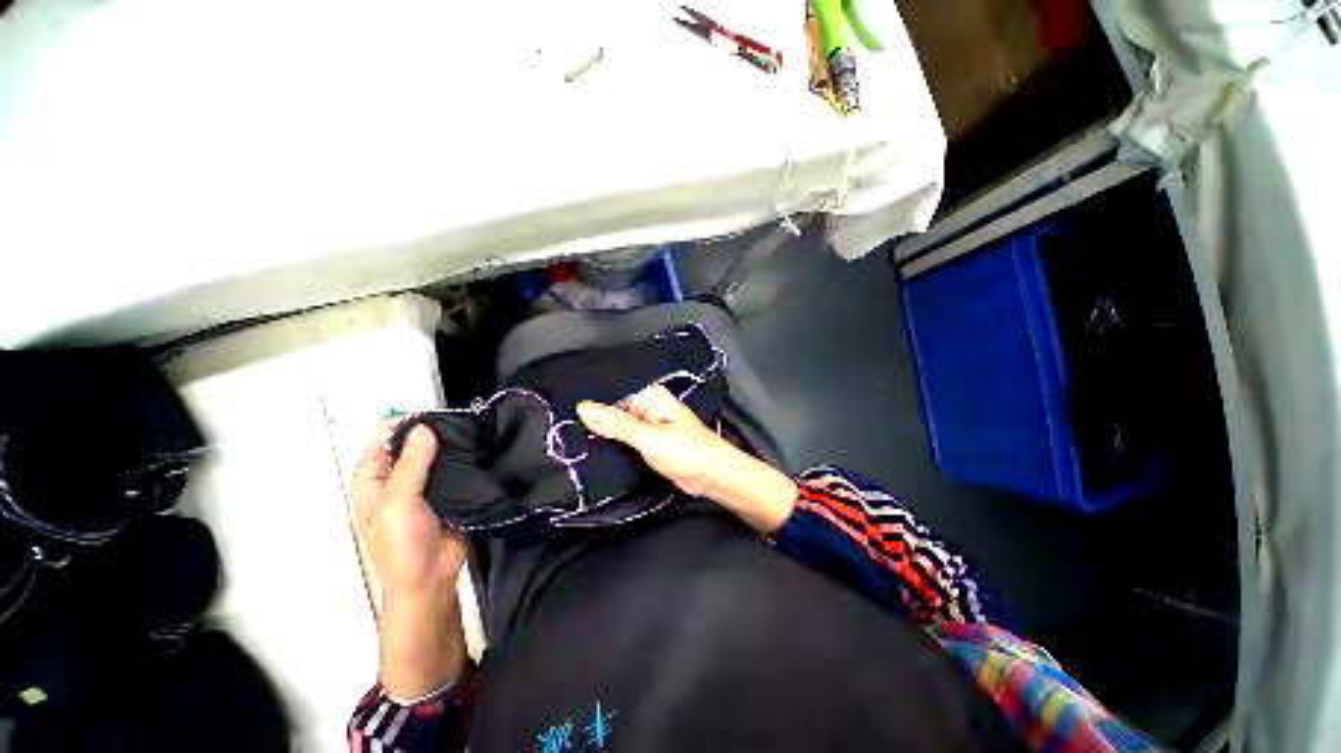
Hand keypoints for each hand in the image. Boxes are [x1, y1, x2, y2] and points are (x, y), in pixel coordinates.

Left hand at [350, 421, 468, 700]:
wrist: (429, 578)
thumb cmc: (401, 547)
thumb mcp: (399, 502)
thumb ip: (411, 464)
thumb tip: (422, 429)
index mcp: (375, 476)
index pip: (385, 435)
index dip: (407, 422)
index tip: (435, 417)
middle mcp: (398, 476)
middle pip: (414, 440)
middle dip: (434, 431)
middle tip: (460, 424)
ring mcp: (424, 484)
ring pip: (437, 452)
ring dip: (451, 445)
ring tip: (473, 435)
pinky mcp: (448, 491)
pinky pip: (456, 467)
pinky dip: (464, 458)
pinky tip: (478, 452)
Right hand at [576, 386, 796, 532]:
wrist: (713, 476)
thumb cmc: (687, 452)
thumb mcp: (649, 437)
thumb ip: (616, 424)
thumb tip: (582, 407)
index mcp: (648, 396)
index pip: (610, 395)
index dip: (589, 407)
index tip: (560, 417)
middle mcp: (646, 407)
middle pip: (612, 412)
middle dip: (592, 423)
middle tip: (560, 433)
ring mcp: (647, 426)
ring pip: (617, 428)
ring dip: (601, 436)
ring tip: (568, 442)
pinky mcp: (648, 443)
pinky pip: (624, 440)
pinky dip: (612, 446)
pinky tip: (590, 452)